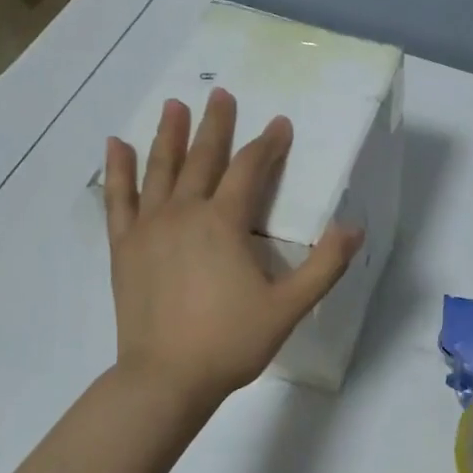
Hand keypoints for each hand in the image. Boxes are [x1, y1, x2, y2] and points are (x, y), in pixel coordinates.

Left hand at [104, 90, 362, 404]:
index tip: (281, 124)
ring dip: (169, 135)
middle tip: (220, 95)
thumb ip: (325, 265)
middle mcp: (184, 213)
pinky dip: (119, 170)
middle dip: (215, 125)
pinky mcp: (124, 247)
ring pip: (160, 170)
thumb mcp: (289, 306)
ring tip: (175, 105)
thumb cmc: (231, 342)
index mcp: (224, 223)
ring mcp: (149, 228)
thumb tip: (354, 228)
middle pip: (203, 158)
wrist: (166, 378)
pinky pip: (119, 199)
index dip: (268, 145)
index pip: (251, 170)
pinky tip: (117, 146)